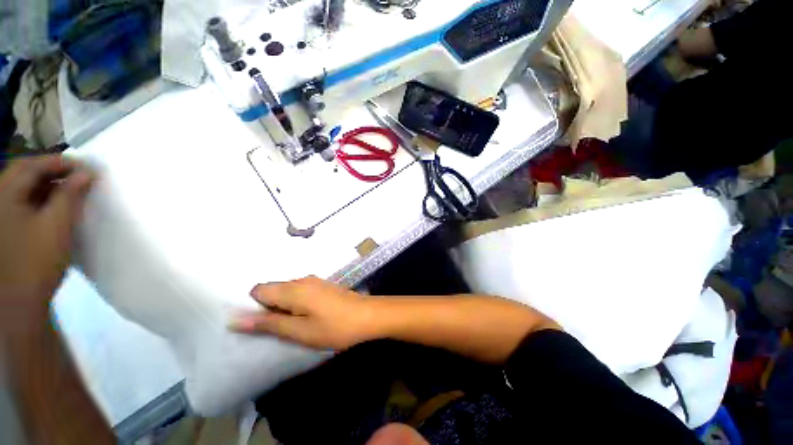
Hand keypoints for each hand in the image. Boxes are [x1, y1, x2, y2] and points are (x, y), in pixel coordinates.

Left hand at [0, 156, 93, 333]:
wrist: (19, 300)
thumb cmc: (37, 261)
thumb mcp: (57, 225)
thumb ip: (70, 195)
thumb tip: (87, 173)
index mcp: (5, 194)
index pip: (33, 165)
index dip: (61, 162)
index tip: (87, 167)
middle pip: (25, 172)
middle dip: (53, 171)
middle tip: (80, 176)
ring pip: (23, 187)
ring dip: (47, 184)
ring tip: (70, 190)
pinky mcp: (4, 225)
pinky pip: (21, 201)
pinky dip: (39, 198)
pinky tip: (53, 205)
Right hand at [230, 276, 374, 350]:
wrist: (368, 315)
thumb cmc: (334, 327)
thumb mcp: (299, 331)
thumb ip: (268, 324)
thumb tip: (235, 319)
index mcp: (293, 288)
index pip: (258, 289)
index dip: (253, 306)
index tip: (260, 325)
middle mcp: (302, 280)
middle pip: (273, 289)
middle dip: (268, 308)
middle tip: (277, 330)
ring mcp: (315, 282)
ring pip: (287, 292)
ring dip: (283, 308)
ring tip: (292, 327)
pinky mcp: (324, 287)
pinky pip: (301, 292)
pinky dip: (296, 305)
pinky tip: (307, 318)